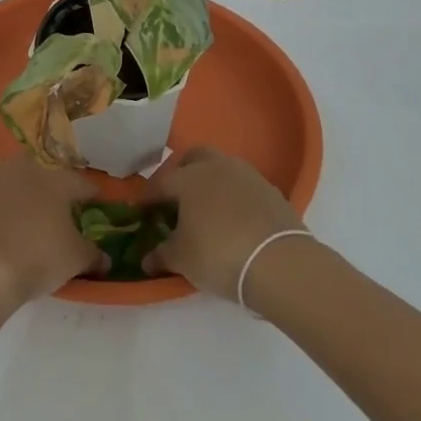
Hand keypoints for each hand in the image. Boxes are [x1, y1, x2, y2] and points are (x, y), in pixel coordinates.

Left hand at [0, 154, 106, 313]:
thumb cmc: (37, 257)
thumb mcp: (74, 259)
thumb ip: (93, 254)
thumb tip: (105, 259)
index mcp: (56, 179)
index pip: (81, 182)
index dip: (91, 194)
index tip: (96, 202)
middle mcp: (25, 169)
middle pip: (45, 171)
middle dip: (53, 184)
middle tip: (59, 205)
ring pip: (14, 175)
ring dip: (23, 187)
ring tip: (28, 208)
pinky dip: (0, 202)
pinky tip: (3, 220)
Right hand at [141, 147, 310, 300]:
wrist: (279, 263)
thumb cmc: (218, 254)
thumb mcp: (181, 259)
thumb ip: (161, 255)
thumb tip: (147, 259)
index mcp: (188, 178)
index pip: (160, 183)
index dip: (148, 198)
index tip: (141, 212)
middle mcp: (217, 167)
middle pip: (193, 158)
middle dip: (180, 173)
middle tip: (175, 199)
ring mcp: (247, 175)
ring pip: (221, 168)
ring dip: (210, 182)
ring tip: (206, 209)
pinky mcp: (271, 191)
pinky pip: (243, 186)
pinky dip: (233, 196)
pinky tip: (233, 219)